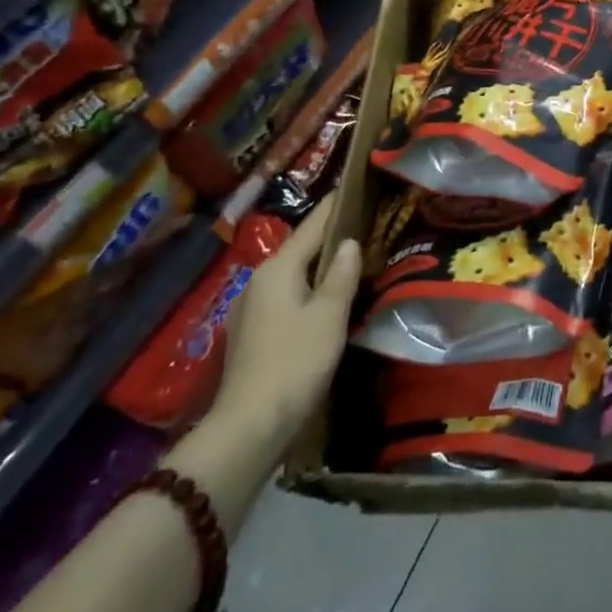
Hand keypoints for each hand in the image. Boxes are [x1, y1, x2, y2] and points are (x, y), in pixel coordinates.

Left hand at [213, 195, 361, 443]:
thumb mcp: (329, 316)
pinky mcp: (251, 334)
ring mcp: (250, 309)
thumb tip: (349, 242)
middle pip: (299, 249)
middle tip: (363, 223)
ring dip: (317, 266)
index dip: (334, 206)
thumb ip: (341, 275)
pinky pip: (285, 297)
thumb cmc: (295, 362)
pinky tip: (324, 300)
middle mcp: (258, 281)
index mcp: (277, 269)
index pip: (312, 226)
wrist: (249, 426)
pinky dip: (306, 289)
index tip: (353, 185)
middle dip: (328, 237)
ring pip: (291, 275)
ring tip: (349, 259)